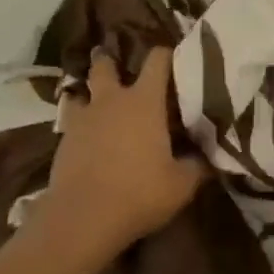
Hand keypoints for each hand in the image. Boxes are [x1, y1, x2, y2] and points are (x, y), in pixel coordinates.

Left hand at [44, 47, 206, 258]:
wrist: (82, 218)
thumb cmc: (139, 193)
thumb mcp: (181, 185)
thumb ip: (197, 165)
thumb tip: (209, 157)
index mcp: (144, 101)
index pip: (158, 61)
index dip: (166, 54)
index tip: (174, 56)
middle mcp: (111, 100)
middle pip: (105, 66)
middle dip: (109, 61)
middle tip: (116, 63)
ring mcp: (83, 119)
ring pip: (81, 92)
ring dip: (89, 93)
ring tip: (96, 101)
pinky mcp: (63, 141)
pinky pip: (71, 122)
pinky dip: (80, 125)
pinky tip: (87, 139)